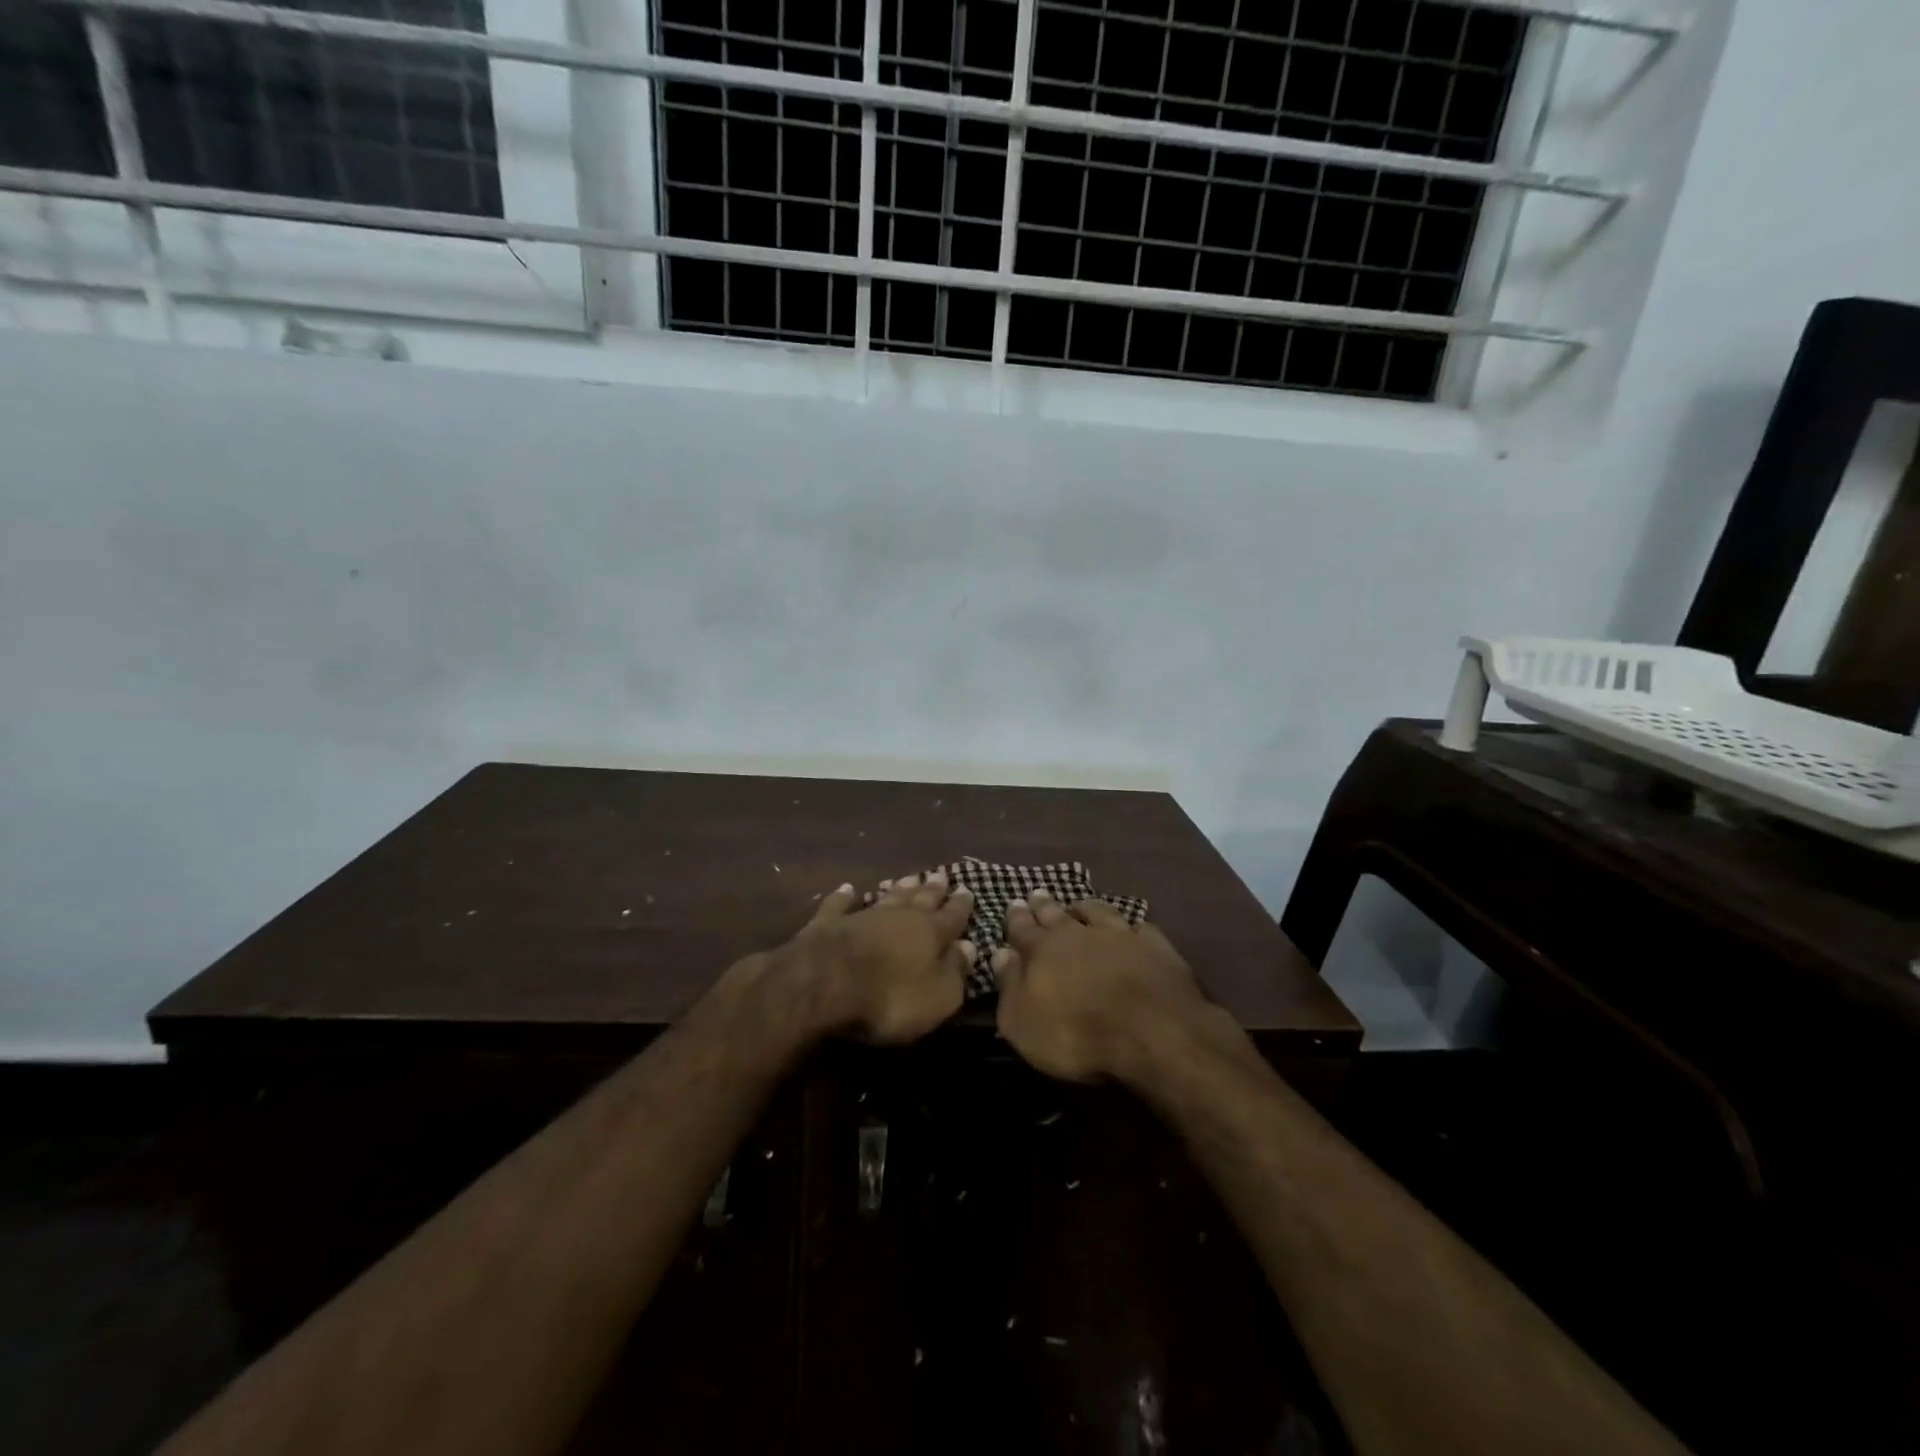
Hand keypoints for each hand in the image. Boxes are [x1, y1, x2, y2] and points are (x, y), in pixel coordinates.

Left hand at [778, 870, 975, 1043]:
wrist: (823, 984)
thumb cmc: (889, 997)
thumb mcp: (937, 997)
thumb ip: (956, 971)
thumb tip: (970, 947)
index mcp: (930, 933)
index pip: (952, 916)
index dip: (961, 905)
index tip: (968, 889)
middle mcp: (899, 916)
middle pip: (920, 899)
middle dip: (933, 889)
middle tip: (941, 875)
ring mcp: (862, 916)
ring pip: (887, 897)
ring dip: (899, 888)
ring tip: (910, 877)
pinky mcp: (827, 924)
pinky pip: (838, 905)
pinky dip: (844, 897)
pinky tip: (847, 889)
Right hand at [992, 889, 1215, 1083]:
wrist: (1151, 1031)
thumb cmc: (1076, 1034)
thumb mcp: (1023, 1023)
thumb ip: (1009, 986)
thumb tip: (999, 954)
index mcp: (1042, 950)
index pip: (1022, 928)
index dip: (1016, 917)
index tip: (1013, 903)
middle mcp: (1078, 933)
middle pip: (1057, 914)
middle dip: (1044, 905)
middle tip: (1038, 894)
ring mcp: (1119, 935)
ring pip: (1098, 911)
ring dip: (1086, 907)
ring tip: (1080, 904)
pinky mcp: (1154, 946)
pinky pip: (1140, 928)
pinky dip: (1132, 927)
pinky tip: (1133, 928)